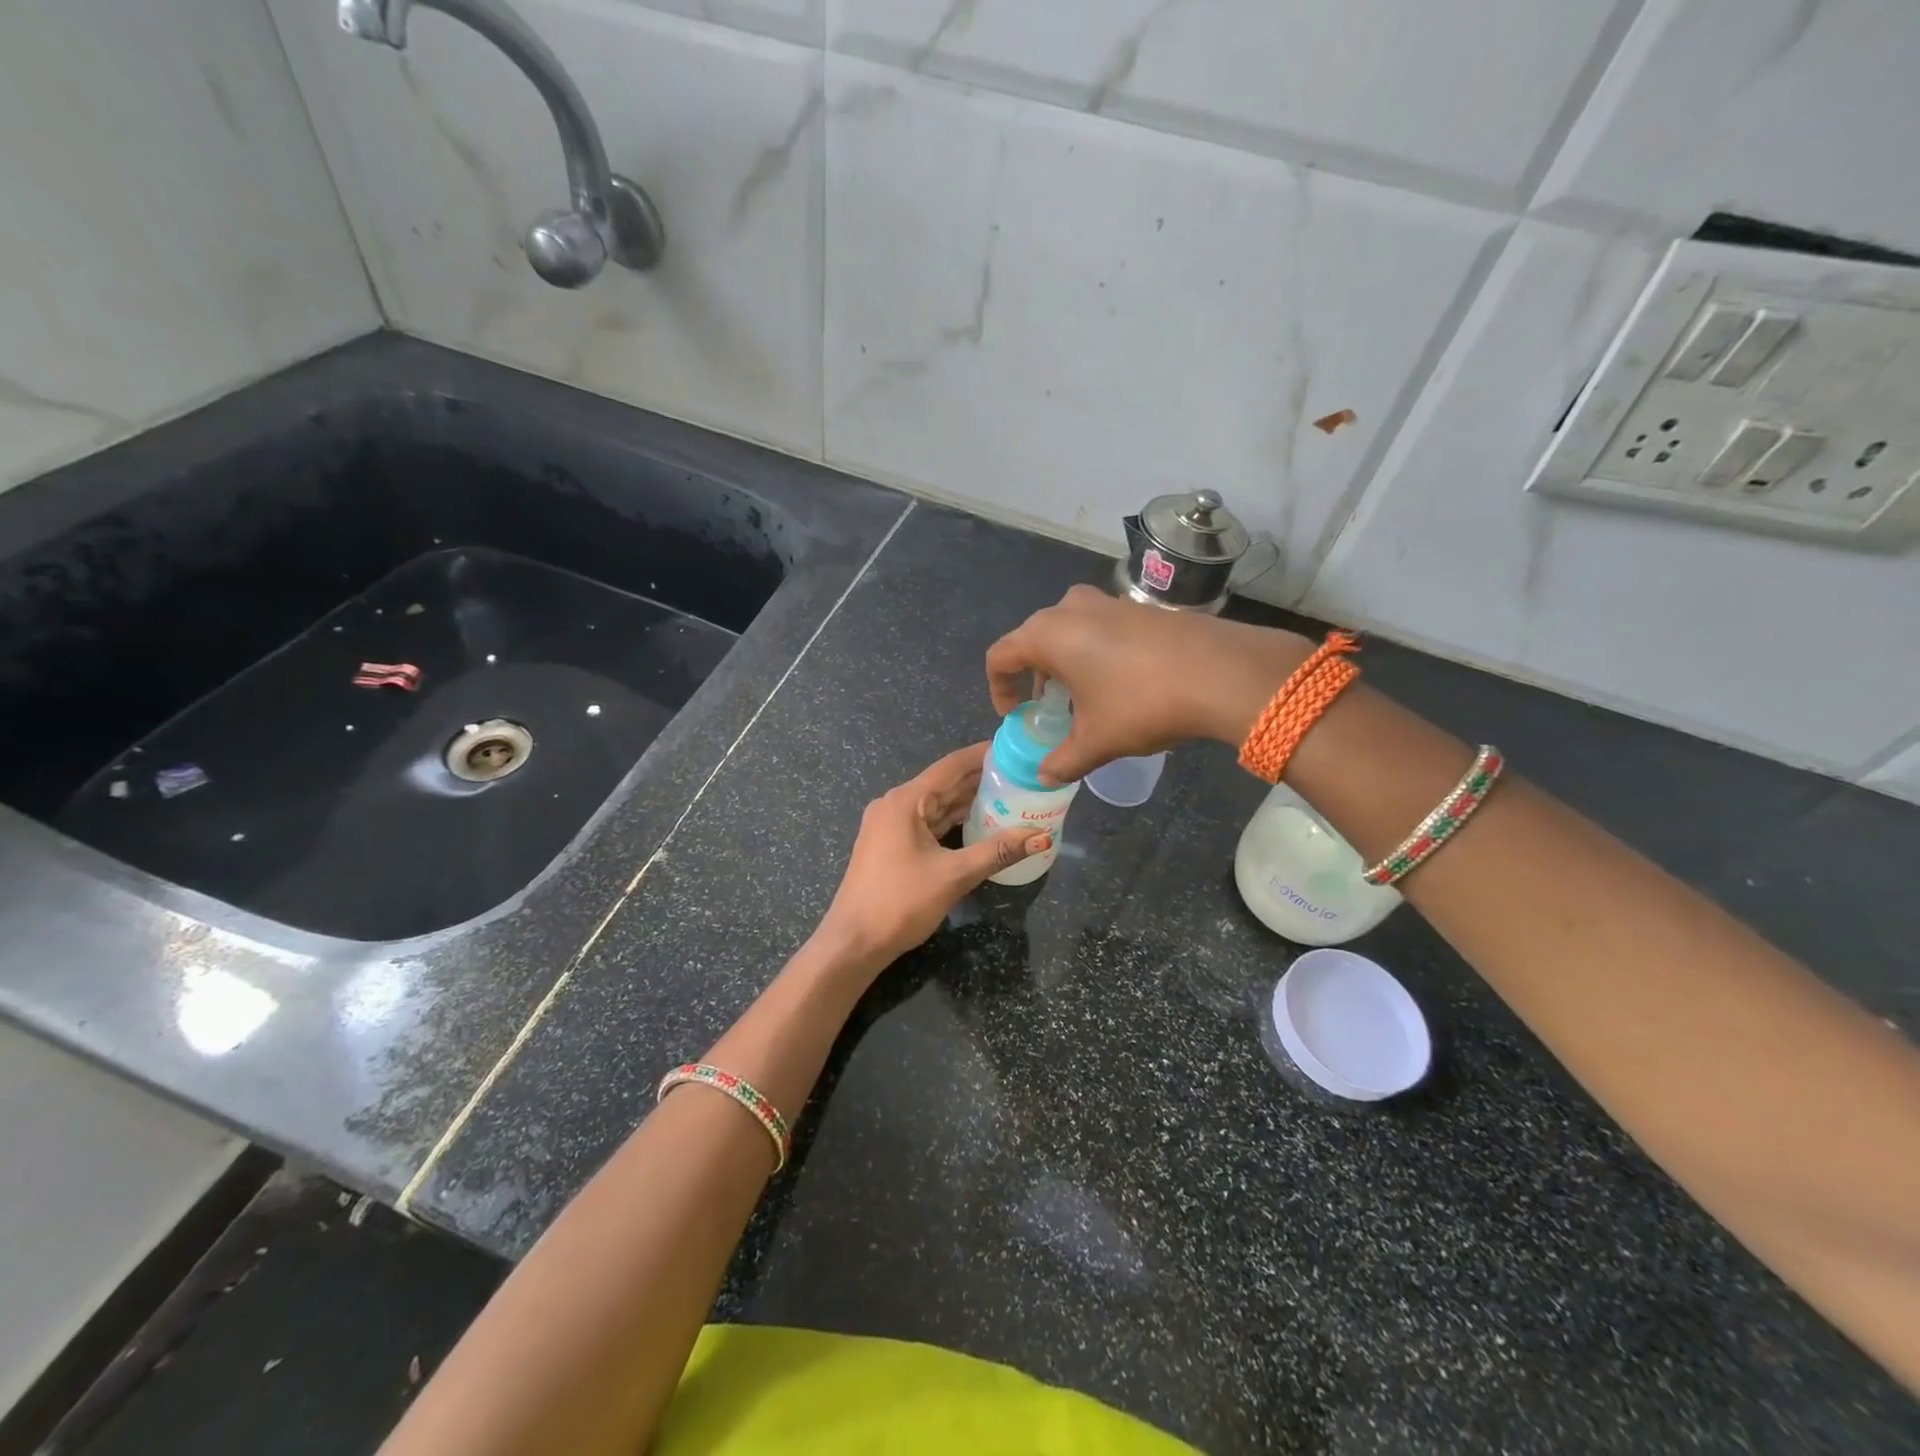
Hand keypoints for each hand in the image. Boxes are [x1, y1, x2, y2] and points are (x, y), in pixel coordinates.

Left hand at [811, 744, 1049, 975]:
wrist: (853, 942)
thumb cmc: (900, 902)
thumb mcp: (954, 875)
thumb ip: (998, 852)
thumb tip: (1042, 837)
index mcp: (905, 801)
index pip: (951, 766)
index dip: (982, 755)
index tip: (1014, 748)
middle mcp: (895, 805)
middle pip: (944, 784)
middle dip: (981, 780)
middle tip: (1020, 775)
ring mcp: (890, 825)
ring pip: (936, 805)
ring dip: (968, 801)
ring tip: (1008, 795)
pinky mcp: (890, 845)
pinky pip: (927, 823)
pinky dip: (952, 822)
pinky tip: (979, 823)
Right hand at [984, 585, 1311, 783]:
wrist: (1220, 672)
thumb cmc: (1141, 703)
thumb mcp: (1096, 741)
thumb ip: (1063, 761)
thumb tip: (1045, 776)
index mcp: (1047, 635)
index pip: (1000, 656)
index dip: (999, 688)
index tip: (1015, 715)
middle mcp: (1070, 608)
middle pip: (1032, 639)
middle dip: (1033, 676)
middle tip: (1048, 708)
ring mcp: (1107, 602)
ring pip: (1068, 630)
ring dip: (1065, 662)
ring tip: (1082, 697)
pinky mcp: (1138, 607)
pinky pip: (1099, 627)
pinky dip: (1094, 652)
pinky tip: (1119, 682)